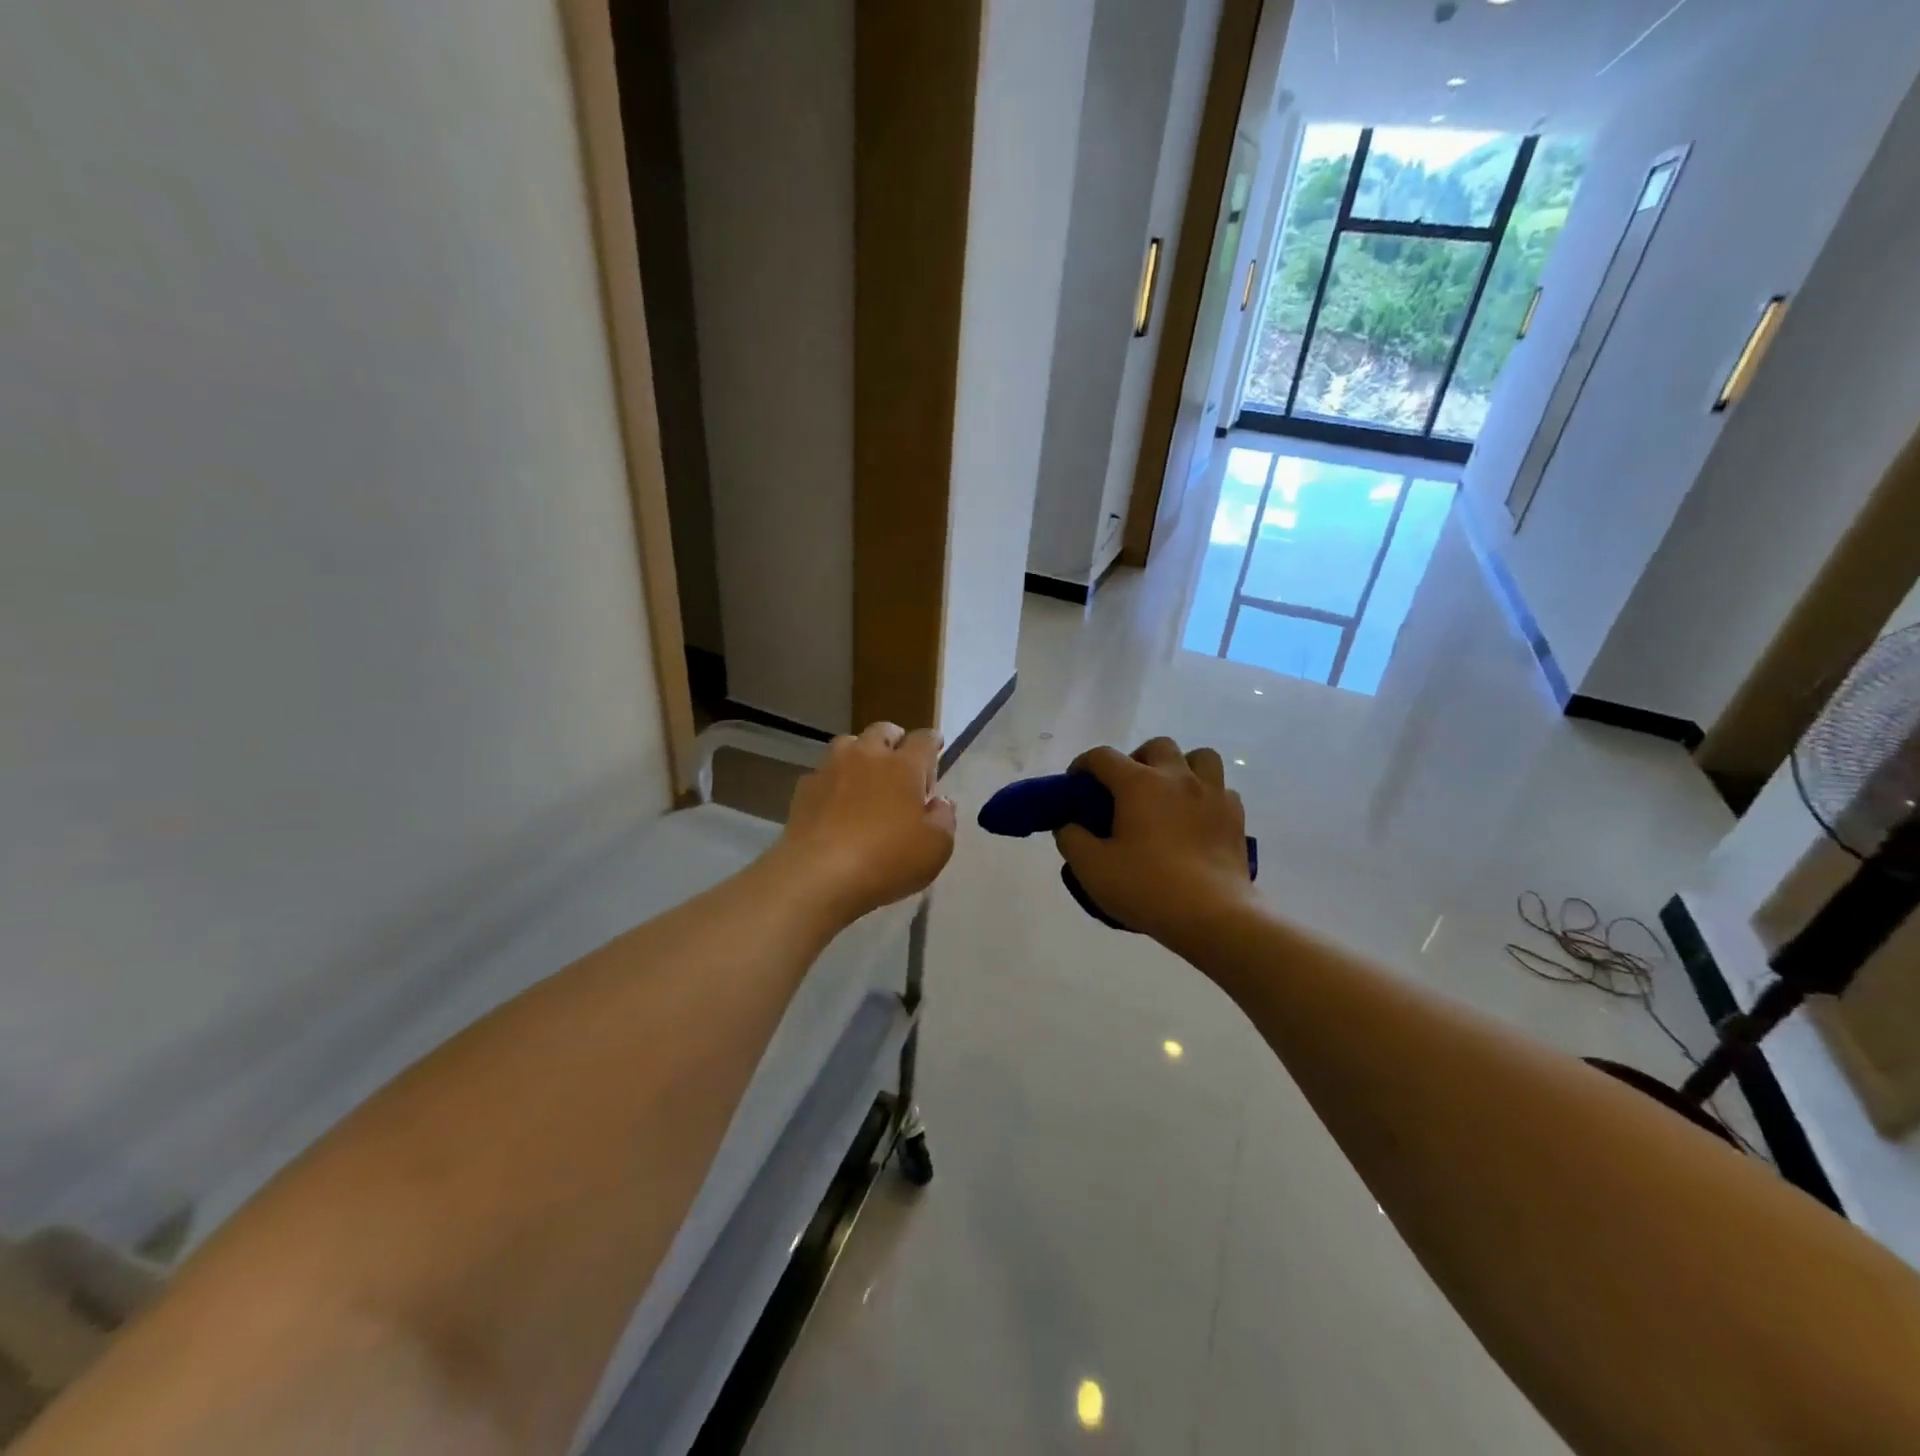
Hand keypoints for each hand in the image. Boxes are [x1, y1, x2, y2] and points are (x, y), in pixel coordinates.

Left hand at [774, 722, 956, 926]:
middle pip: (882, 731)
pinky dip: (834, 781)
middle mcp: (867, 756)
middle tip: (900, 761)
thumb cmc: (887, 859)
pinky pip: (824, 773)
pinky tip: (835, 802)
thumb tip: (940, 803)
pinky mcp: (805, 788)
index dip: (932, 741)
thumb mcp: (935, 848)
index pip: (924, 740)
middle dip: (894, 740)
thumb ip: (944, 820)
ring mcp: (831, 769)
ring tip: (865, 776)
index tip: (935, 746)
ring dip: (860, 753)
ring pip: (848, 744)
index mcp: (904, 766)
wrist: (818, 874)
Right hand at [1054, 737, 1255, 943]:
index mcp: (1139, 784)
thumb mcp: (1092, 868)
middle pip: (1156, 746)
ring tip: (1169, 794)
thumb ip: (1072, 839)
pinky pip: (1221, 789)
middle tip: (1127, 791)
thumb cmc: (1147, 887)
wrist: (1213, 915)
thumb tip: (1069, 825)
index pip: (1103, 756)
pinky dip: (1206, 796)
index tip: (1076, 785)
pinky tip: (1196, 819)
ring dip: (1181, 767)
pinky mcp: (1236, 816)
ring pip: (1199, 757)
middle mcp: (1177, 777)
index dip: (1083, 765)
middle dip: (1136, 759)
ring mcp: (1212, 794)